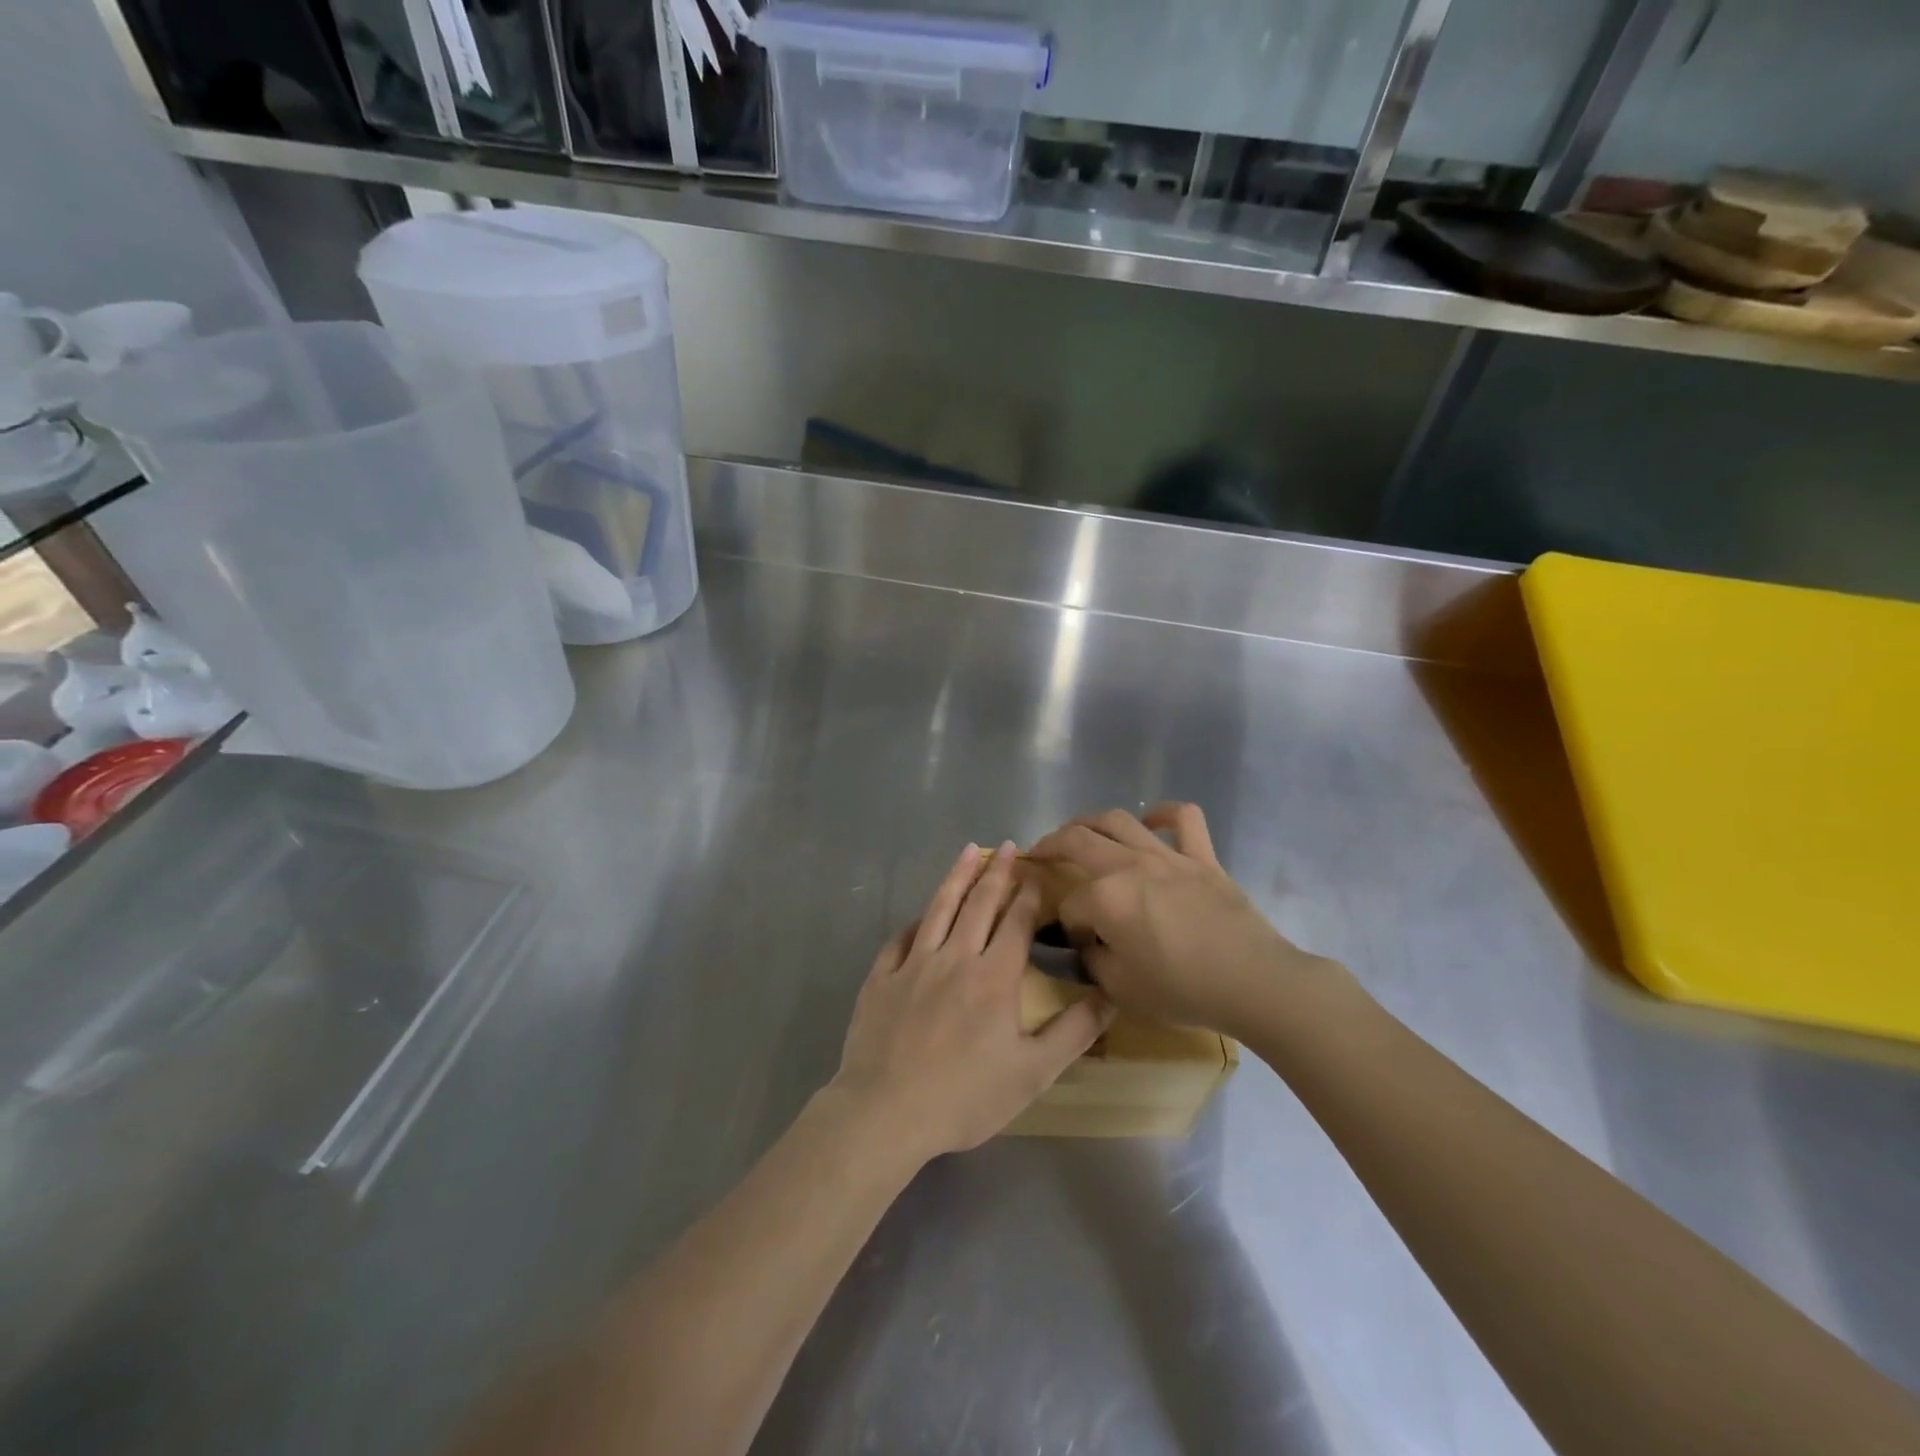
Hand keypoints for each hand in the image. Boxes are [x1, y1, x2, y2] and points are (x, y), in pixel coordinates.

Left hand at [830, 842, 1113, 1163]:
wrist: (886, 1113)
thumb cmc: (965, 1097)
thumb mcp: (1033, 1074)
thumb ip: (1074, 1032)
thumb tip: (1110, 996)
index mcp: (994, 977)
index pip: (1016, 923)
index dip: (1028, 897)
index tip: (1036, 875)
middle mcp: (954, 958)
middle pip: (979, 905)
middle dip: (997, 873)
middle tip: (1008, 847)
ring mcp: (913, 965)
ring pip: (938, 909)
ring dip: (956, 878)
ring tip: (968, 852)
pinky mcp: (880, 978)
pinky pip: (899, 939)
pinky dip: (914, 922)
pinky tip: (920, 915)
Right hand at [1029, 803, 1342, 1034]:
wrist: (1252, 981)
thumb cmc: (1182, 990)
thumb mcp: (1121, 989)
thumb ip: (1094, 961)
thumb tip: (1088, 943)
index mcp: (1105, 898)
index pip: (1070, 904)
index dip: (1066, 923)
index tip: (1076, 943)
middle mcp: (1129, 866)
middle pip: (1077, 841)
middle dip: (1051, 845)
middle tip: (1040, 853)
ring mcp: (1167, 856)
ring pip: (1119, 820)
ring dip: (1090, 820)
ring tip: (1079, 829)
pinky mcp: (1202, 858)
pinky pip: (1184, 819)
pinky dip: (1165, 814)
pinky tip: (1152, 821)